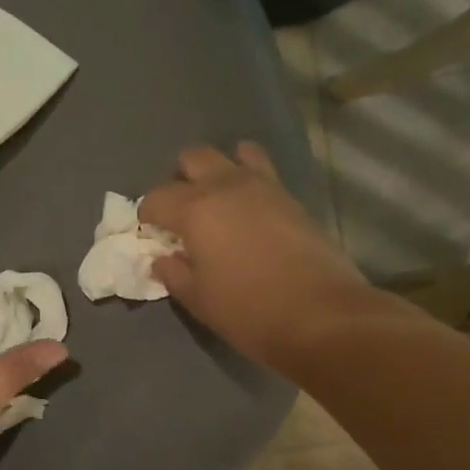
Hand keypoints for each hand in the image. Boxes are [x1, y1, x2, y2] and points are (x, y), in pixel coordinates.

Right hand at [140, 143, 378, 370]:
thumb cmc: (248, 311)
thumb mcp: (199, 299)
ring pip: (233, 153)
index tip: (152, 235)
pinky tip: (250, 212)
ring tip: (219, 202)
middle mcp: (226, 185)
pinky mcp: (292, 197)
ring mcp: (264, 186)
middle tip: (182, 213)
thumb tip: (162, 259)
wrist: (322, 315)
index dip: (148, 216)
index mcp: (195, 209)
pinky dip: (249, 181)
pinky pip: (263, 171)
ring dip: (219, 171)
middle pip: (193, 158)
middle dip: (180, 180)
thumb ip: (174, 273)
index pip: (156, 197)